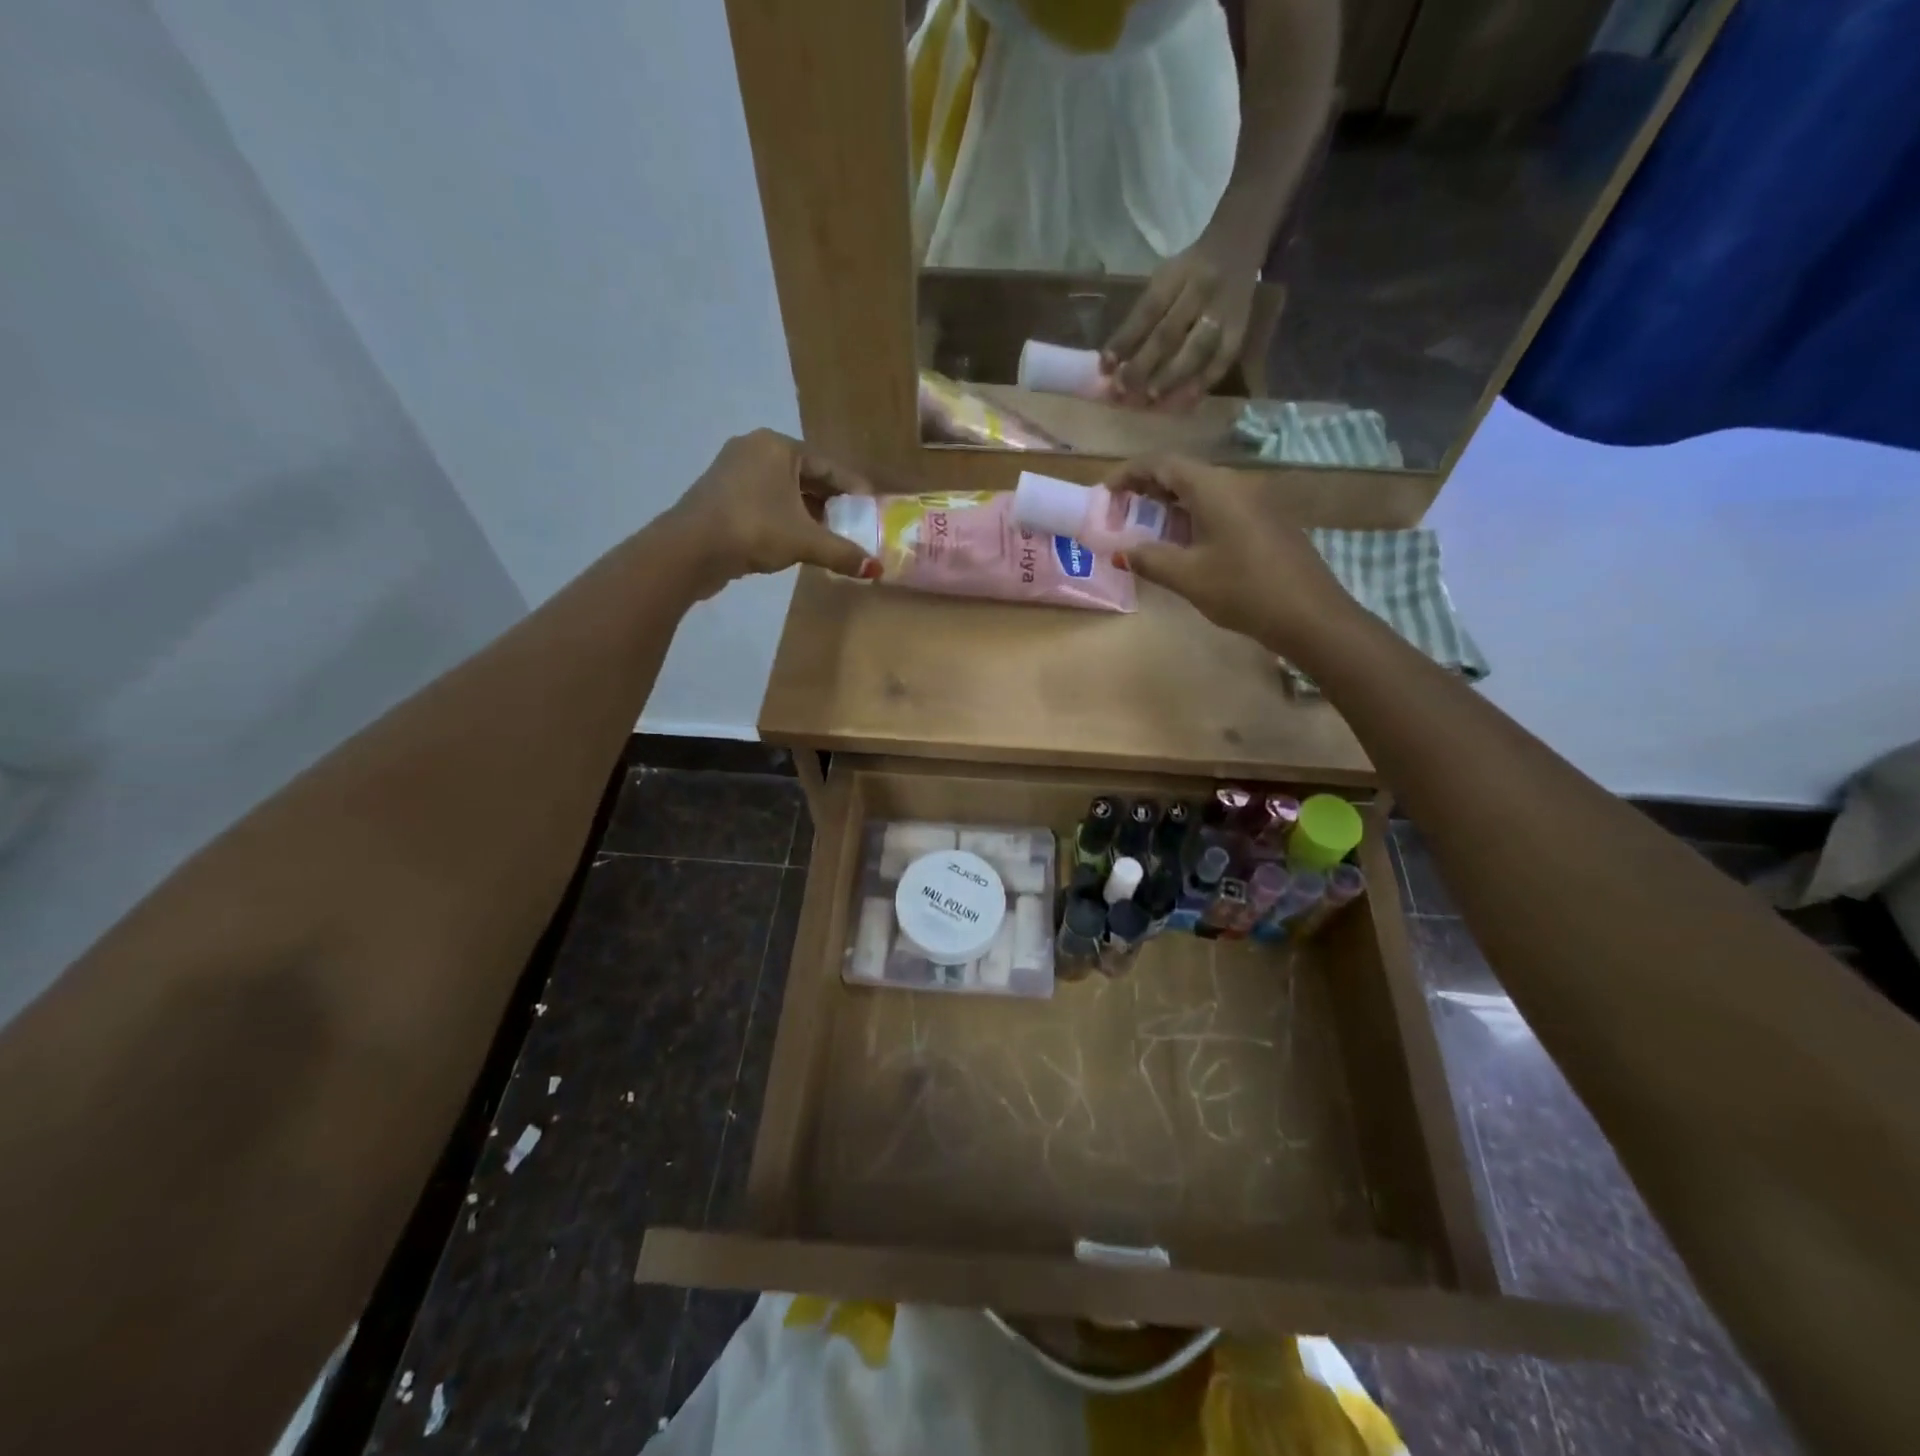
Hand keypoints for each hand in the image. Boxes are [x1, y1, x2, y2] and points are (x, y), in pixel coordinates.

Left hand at [661, 430, 879, 598]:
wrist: (689, 550)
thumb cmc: (754, 529)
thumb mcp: (805, 541)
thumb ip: (842, 552)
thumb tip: (875, 570)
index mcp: (777, 446)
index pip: (828, 465)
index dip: (854, 489)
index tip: (872, 509)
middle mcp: (755, 449)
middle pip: (806, 476)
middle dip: (831, 503)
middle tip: (854, 525)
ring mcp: (733, 471)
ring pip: (784, 490)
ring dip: (808, 513)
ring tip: (830, 537)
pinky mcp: (721, 495)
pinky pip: (765, 501)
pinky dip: (785, 518)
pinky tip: (798, 541)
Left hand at [1101, 242, 1256, 409]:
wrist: (1239, 244)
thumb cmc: (1189, 271)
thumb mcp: (1163, 280)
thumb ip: (1141, 318)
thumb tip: (1114, 363)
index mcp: (1176, 276)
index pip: (1146, 312)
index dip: (1124, 341)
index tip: (1104, 368)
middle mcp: (1201, 292)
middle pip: (1169, 334)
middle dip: (1143, 366)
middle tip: (1122, 391)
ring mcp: (1224, 312)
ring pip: (1196, 351)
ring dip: (1171, 378)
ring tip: (1151, 399)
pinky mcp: (1240, 330)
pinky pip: (1222, 362)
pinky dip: (1202, 384)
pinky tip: (1184, 402)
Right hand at [1109, 454, 1353, 653]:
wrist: (1310, 615)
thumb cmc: (1243, 589)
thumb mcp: (1187, 576)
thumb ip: (1149, 558)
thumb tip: (1122, 551)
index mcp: (1213, 487)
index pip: (1161, 463)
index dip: (1128, 474)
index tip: (1104, 494)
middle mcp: (1235, 483)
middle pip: (1181, 472)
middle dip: (1146, 489)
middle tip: (1119, 514)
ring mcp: (1255, 500)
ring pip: (1201, 491)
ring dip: (1169, 505)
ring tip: (1143, 530)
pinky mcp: (1265, 520)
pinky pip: (1219, 506)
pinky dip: (1192, 516)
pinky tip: (1182, 544)